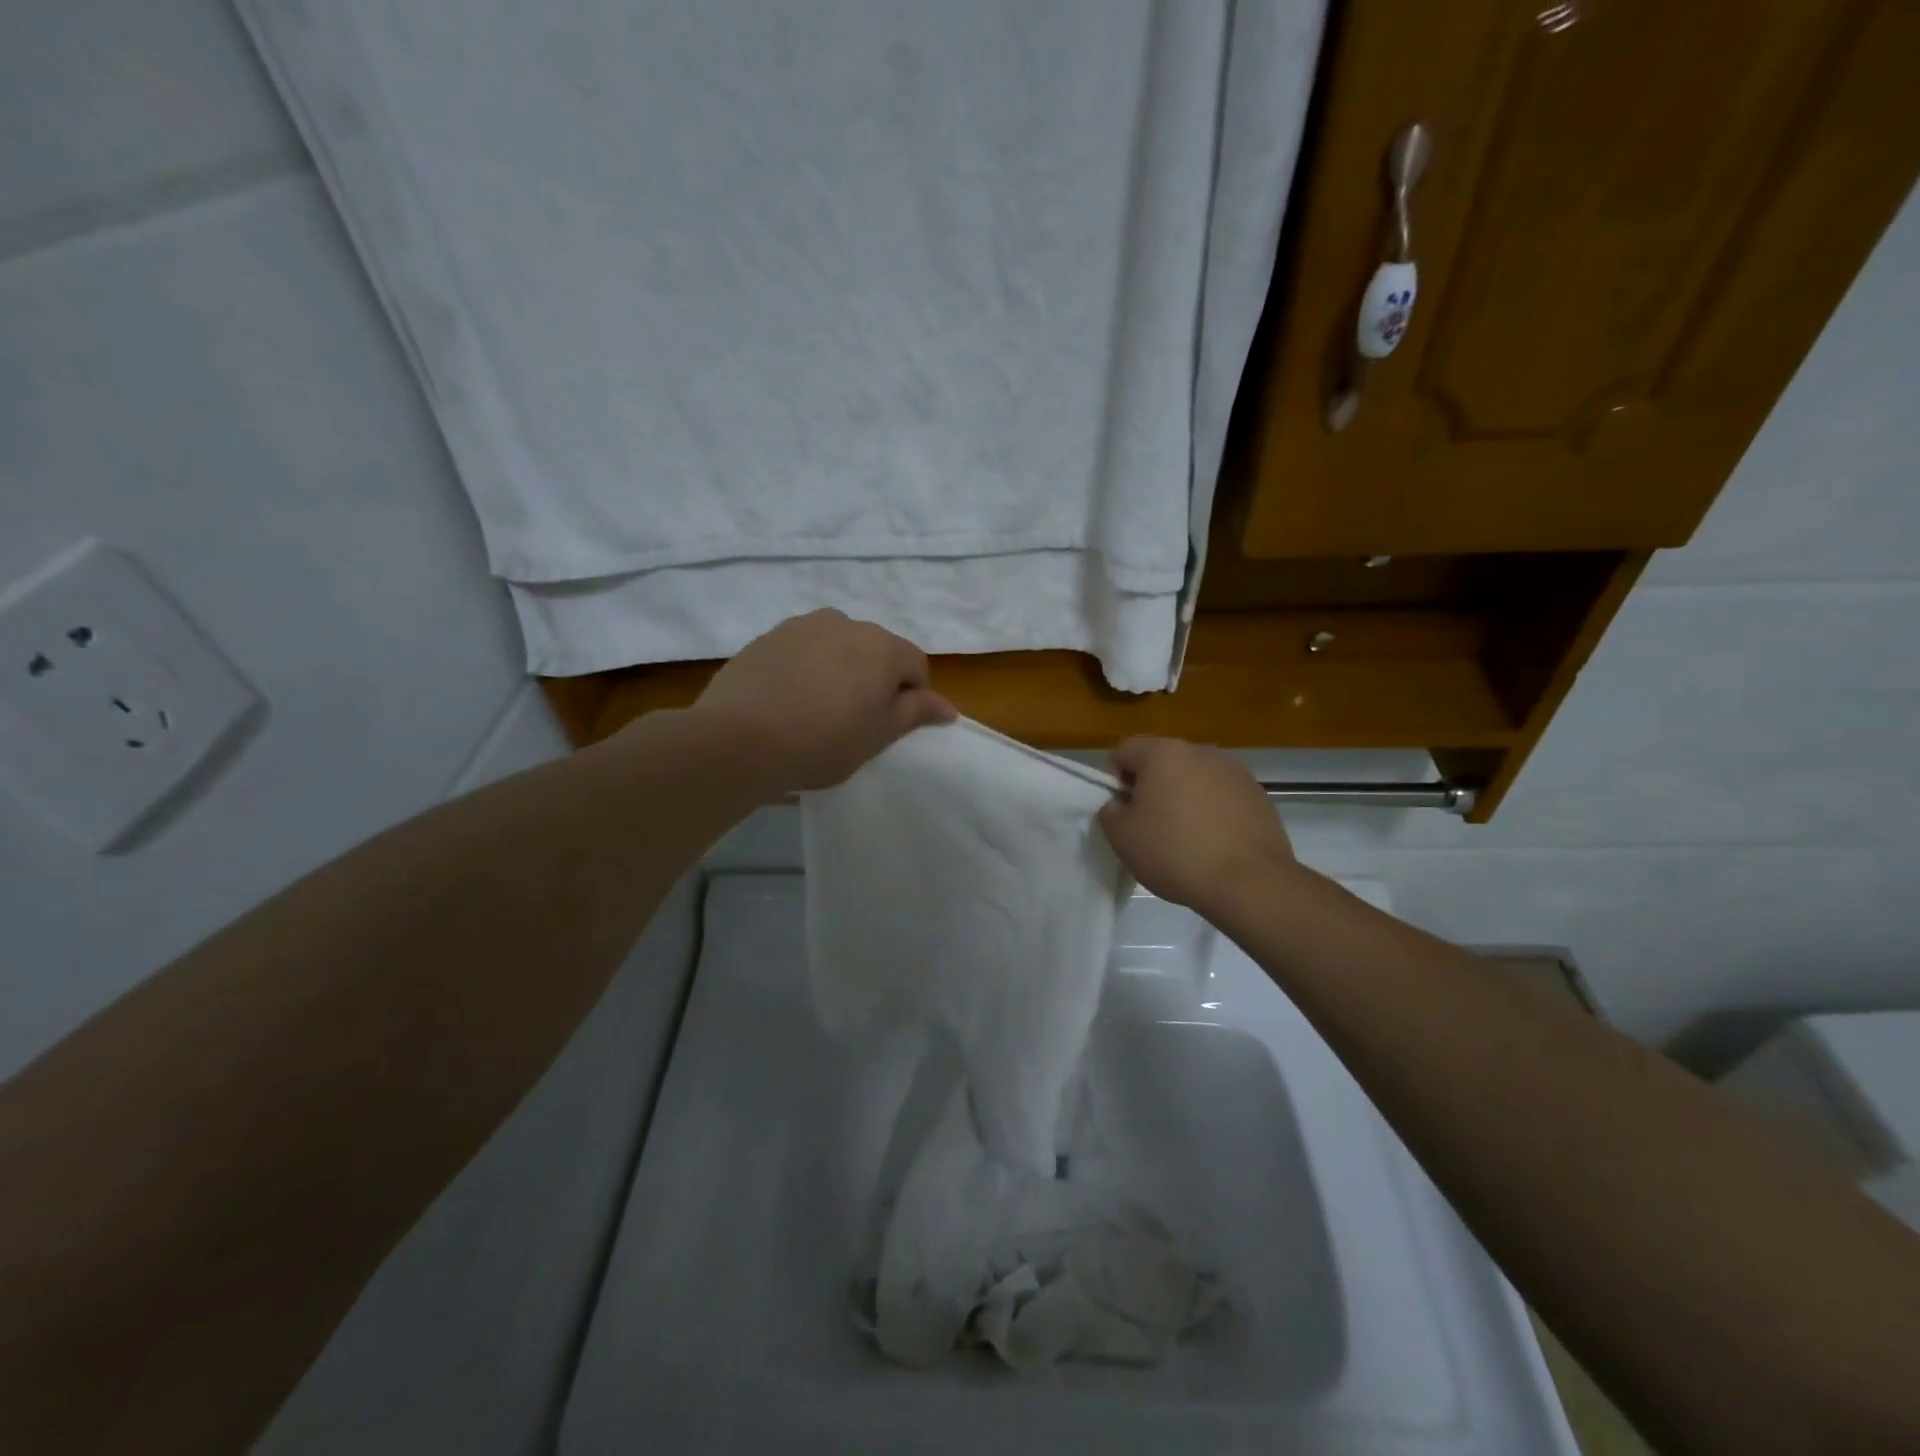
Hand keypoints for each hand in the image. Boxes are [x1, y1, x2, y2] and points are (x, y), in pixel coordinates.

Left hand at [691, 610, 955, 793]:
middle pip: (875, 650)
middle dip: (874, 679)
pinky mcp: (767, 637)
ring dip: (839, 670)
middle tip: (854, 720)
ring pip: (836, 647)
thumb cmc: (822, 741)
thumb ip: (916, 713)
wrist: (738, 739)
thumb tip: (948, 706)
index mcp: (881, 645)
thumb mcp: (878, 735)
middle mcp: (844, 623)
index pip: (915, 664)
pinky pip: (802, 651)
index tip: (889, 726)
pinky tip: (788, 701)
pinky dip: (805, 669)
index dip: (911, 696)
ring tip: (817, 709)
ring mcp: (801, 626)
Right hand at [1097, 737, 1295, 916]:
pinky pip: (1221, 795)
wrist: (1249, 882)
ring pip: (1194, 778)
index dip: (1114, 781)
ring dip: (1183, 797)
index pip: (1124, 751)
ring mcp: (1234, 771)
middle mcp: (1200, 751)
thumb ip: (1110, 811)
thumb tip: (1121, 804)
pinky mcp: (1258, 794)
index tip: (1122, 812)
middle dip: (1151, 788)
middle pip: (1161, 762)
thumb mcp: (1121, 837)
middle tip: (1150, 826)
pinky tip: (1214, 843)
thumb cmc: (1175, 853)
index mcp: (1163, 753)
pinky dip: (1212, 811)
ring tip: (1186, 837)